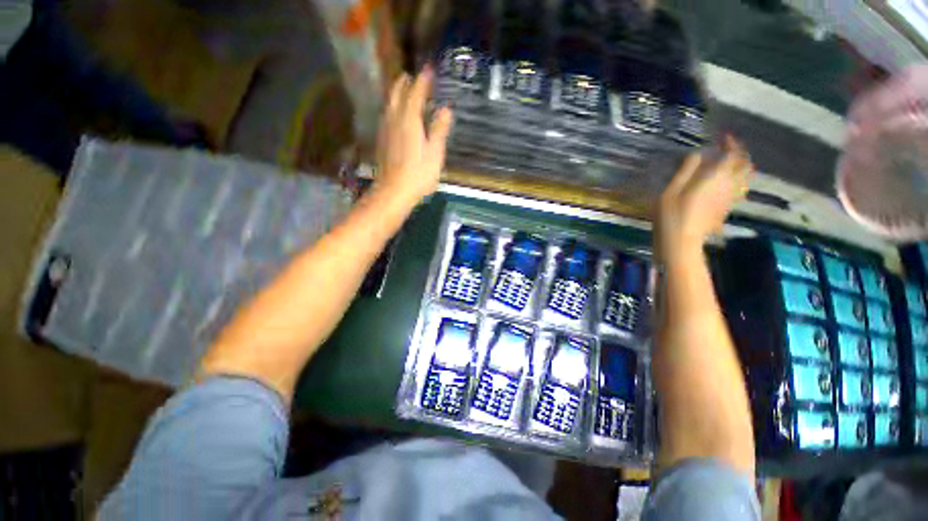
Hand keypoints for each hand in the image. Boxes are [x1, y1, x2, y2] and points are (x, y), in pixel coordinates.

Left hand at [374, 68, 453, 201]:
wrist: (393, 191)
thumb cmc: (418, 174)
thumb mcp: (435, 153)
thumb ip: (439, 129)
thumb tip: (446, 109)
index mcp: (409, 120)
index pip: (416, 93)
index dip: (423, 80)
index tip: (429, 69)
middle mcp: (394, 119)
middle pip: (397, 94)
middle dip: (405, 82)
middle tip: (412, 75)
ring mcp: (385, 130)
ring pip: (389, 104)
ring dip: (396, 93)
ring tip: (403, 89)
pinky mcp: (382, 140)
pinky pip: (386, 115)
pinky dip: (392, 107)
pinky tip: (395, 113)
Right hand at [657, 136, 751, 259]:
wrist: (680, 242)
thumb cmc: (671, 215)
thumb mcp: (671, 191)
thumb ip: (686, 171)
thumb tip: (698, 154)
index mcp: (716, 178)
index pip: (733, 154)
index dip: (731, 143)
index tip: (722, 137)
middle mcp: (729, 186)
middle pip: (745, 166)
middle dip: (740, 154)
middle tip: (727, 149)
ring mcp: (729, 199)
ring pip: (745, 178)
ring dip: (740, 167)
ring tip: (727, 164)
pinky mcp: (725, 209)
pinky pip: (738, 189)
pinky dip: (735, 180)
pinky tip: (723, 183)